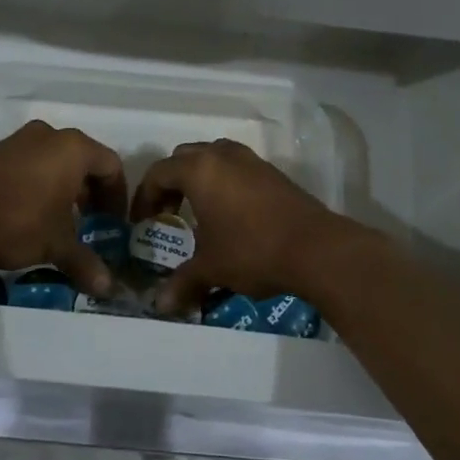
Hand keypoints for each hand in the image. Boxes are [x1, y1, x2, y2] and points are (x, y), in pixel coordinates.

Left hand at [0, 121, 127, 294]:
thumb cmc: (18, 219)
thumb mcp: (56, 245)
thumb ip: (84, 262)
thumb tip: (107, 288)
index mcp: (73, 148)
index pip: (111, 165)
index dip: (117, 196)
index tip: (114, 223)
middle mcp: (49, 136)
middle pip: (83, 160)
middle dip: (90, 194)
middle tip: (90, 224)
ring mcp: (18, 141)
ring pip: (54, 162)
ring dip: (63, 189)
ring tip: (60, 223)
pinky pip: (29, 165)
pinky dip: (38, 186)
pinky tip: (29, 216)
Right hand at [130, 139, 369, 313]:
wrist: (316, 248)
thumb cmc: (252, 250)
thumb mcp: (211, 268)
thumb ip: (183, 282)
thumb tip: (160, 304)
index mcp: (199, 169)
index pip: (158, 172)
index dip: (145, 197)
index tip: (144, 224)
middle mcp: (222, 155)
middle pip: (184, 158)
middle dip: (170, 183)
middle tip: (168, 214)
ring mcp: (250, 160)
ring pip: (213, 157)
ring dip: (199, 178)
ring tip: (199, 210)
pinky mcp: (272, 172)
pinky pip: (236, 167)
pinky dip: (224, 182)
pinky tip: (231, 214)